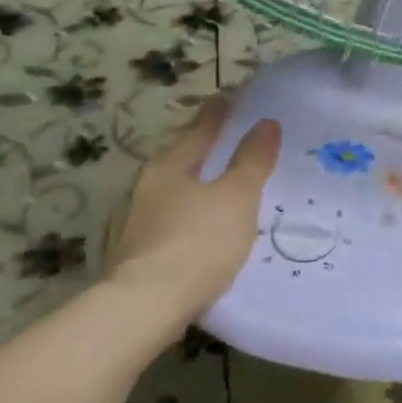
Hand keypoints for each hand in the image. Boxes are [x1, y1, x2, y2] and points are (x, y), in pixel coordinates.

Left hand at [108, 96, 280, 325]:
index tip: (228, 97)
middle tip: (226, 140)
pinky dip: (186, 216)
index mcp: (171, 166)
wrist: (146, 305)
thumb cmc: (198, 243)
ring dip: (193, 184)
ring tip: (216, 187)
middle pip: (180, 158)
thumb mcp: (236, 198)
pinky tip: (198, 228)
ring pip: (171, 191)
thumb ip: (252, 161)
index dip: (218, 114)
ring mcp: (136, 220)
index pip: (200, 130)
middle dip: (202, 148)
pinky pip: (168, 221)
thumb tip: (266, 123)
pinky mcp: (135, 252)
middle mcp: (147, 186)